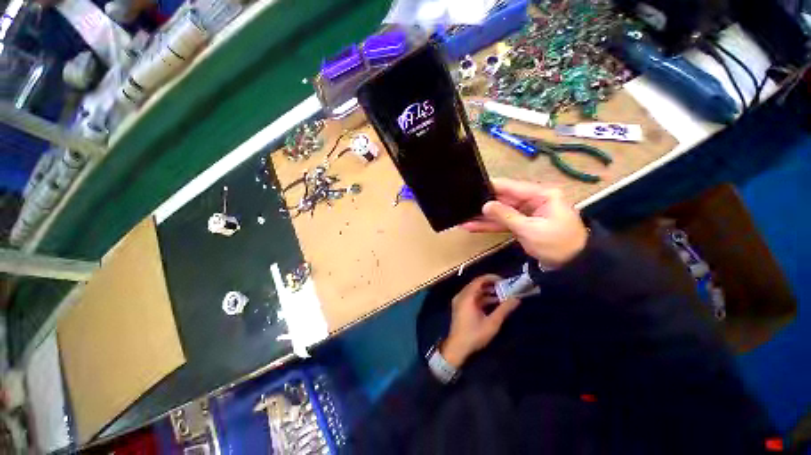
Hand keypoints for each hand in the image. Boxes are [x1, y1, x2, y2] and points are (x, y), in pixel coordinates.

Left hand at [440, 275, 520, 368]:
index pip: (479, 280)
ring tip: (502, 296)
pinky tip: (493, 303)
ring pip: (474, 291)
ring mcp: (459, 300)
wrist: (457, 347)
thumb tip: (516, 299)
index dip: (492, 278)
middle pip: (477, 284)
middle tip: (505, 288)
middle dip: (491, 285)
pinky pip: (471, 297)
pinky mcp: (460, 306)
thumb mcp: (492, 323)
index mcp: (467, 296)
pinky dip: (482, 298)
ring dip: (487, 292)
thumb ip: (504, 309)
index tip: (504, 281)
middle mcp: (462, 295)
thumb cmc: (474, 335)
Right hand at [462, 178, 588, 268]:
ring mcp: (527, 213)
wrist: (572, 266)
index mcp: (541, 195)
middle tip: (463, 204)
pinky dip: (490, 225)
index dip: (492, 186)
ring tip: (464, 218)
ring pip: (501, 212)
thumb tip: (485, 205)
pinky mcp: (522, 224)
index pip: (512, 187)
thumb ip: (505, 216)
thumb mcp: (530, 229)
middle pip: (504, 199)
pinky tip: (474, 226)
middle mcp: (533, 200)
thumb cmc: (556, 244)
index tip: (472, 185)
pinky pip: (504, 222)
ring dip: (484, 217)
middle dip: (484, 204)